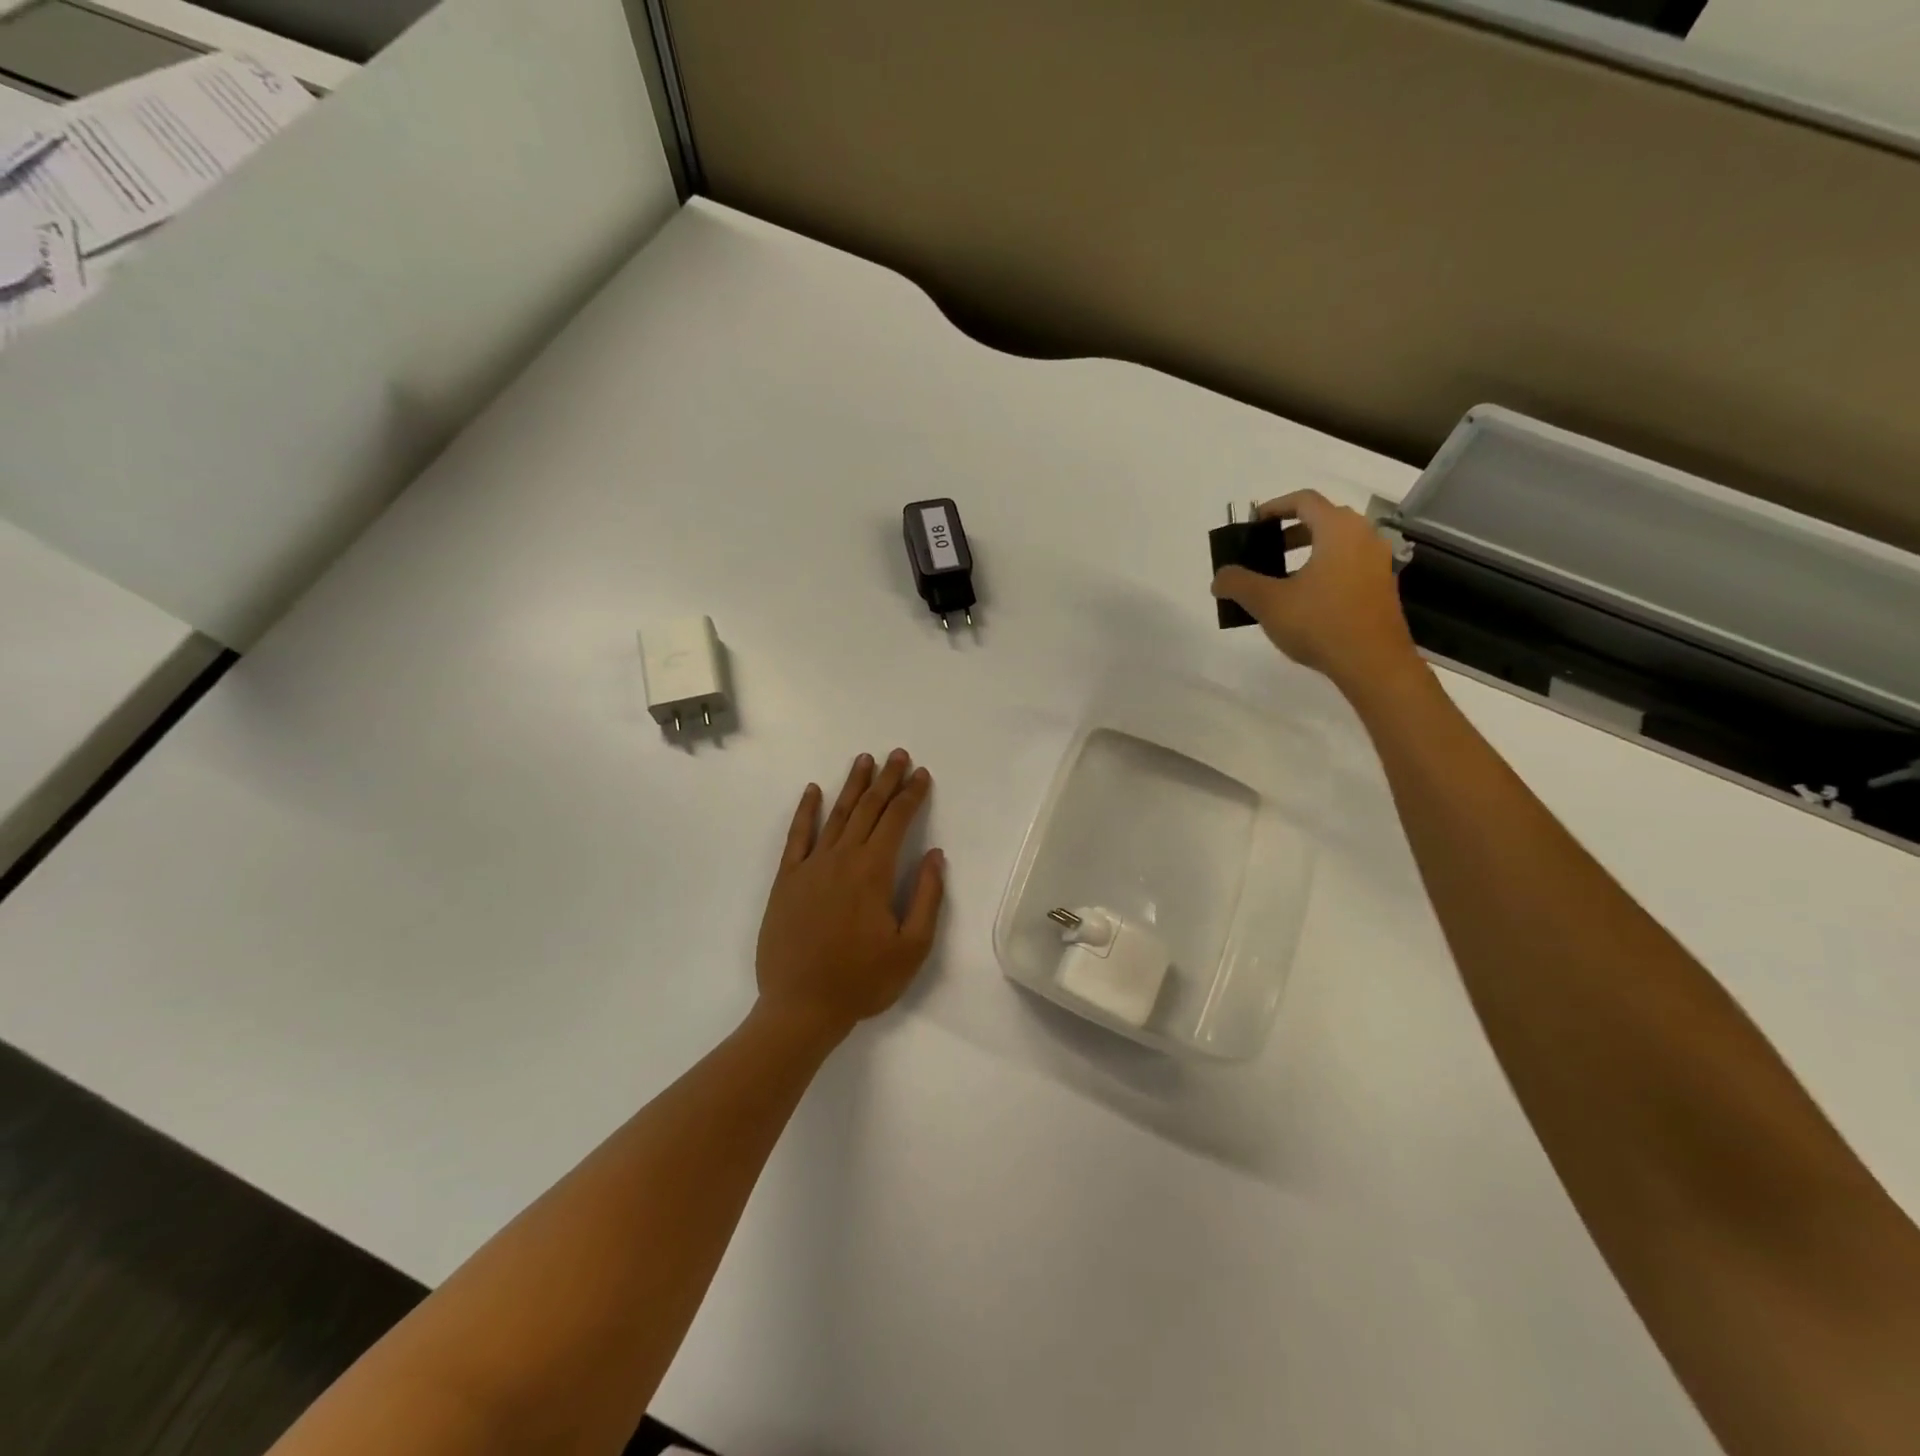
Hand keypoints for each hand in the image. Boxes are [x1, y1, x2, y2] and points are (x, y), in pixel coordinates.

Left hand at [755, 750, 944, 1040]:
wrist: (800, 1007)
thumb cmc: (862, 981)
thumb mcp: (912, 948)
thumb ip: (926, 897)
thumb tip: (935, 855)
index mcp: (873, 872)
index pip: (897, 821)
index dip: (912, 795)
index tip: (922, 774)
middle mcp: (841, 858)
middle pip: (868, 809)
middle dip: (886, 780)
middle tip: (898, 754)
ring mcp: (810, 866)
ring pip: (836, 815)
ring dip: (853, 786)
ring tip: (864, 760)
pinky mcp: (787, 880)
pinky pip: (797, 836)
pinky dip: (806, 811)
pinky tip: (813, 791)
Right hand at [1212, 489, 1420, 694]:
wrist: (1373, 663)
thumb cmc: (1320, 623)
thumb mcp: (1268, 603)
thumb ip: (1239, 584)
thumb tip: (1219, 578)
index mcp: (1338, 530)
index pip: (1304, 500)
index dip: (1274, 506)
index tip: (1253, 523)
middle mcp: (1363, 537)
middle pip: (1323, 519)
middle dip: (1290, 530)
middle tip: (1264, 550)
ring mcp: (1377, 562)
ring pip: (1337, 543)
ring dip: (1307, 551)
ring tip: (1280, 577)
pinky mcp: (1382, 587)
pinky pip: (1348, 564)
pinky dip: (1324, 568)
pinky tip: (1305, 598)